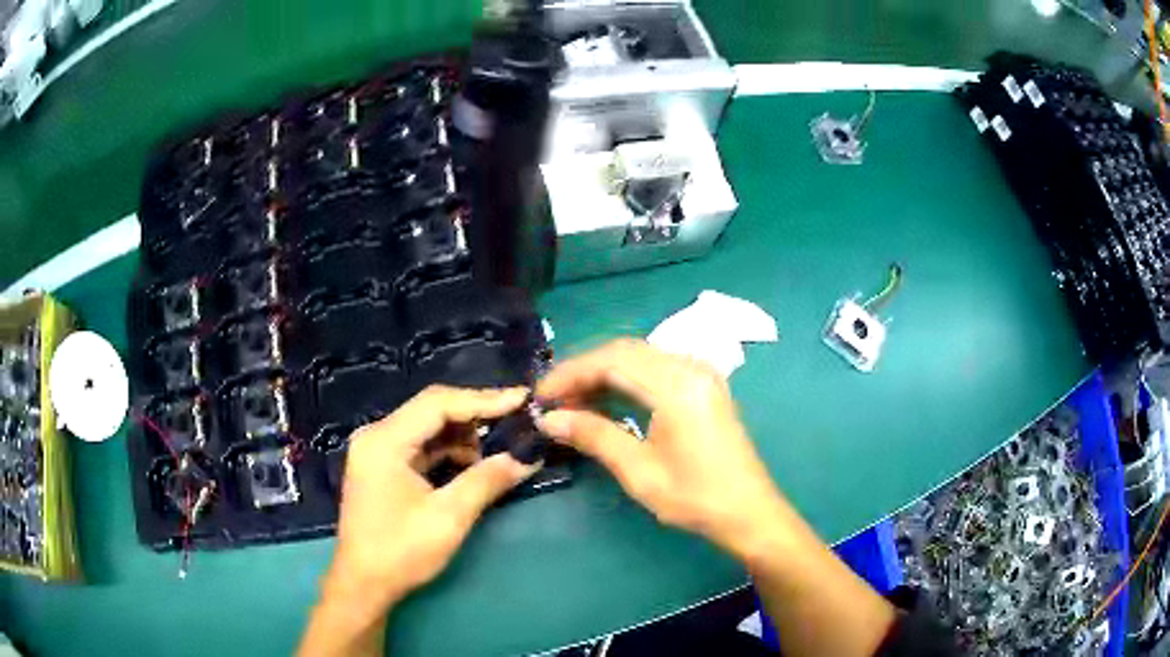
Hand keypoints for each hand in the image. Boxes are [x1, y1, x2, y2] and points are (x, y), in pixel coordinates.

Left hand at [322, 385, 536, 618]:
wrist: (364, 584)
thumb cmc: (401, 551)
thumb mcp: (448, 517)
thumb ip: (486, 481)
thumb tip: (527, 458)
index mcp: (384, 441)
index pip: (438, 403)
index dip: (483, 399)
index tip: (522, 399)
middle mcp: (376, 435)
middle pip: (431, 409)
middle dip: (475, 415)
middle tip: (517, 419)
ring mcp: (377, 450)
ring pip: (427, 427)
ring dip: (463, 435)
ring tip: (499, 448)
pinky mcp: (382, 466)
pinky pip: (421, 445)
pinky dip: (448, 450)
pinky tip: (472, 464)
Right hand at [535, 339, 788, 560]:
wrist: (748, 511)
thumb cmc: (695, 497)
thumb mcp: (639, 471)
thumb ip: (593, 436)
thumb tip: (548, 419)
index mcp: (677, 385)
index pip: (612, 360)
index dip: (571, 373)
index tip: (541, 396)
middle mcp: (690, 368)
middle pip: (625, 352)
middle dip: (584, 371)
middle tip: (553, 400)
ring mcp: (700, 375)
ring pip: (639, 358)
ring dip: (603, 374)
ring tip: (572, 402)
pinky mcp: (703, 386)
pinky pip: (655, 369)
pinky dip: (625, 380)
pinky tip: (606, 401)